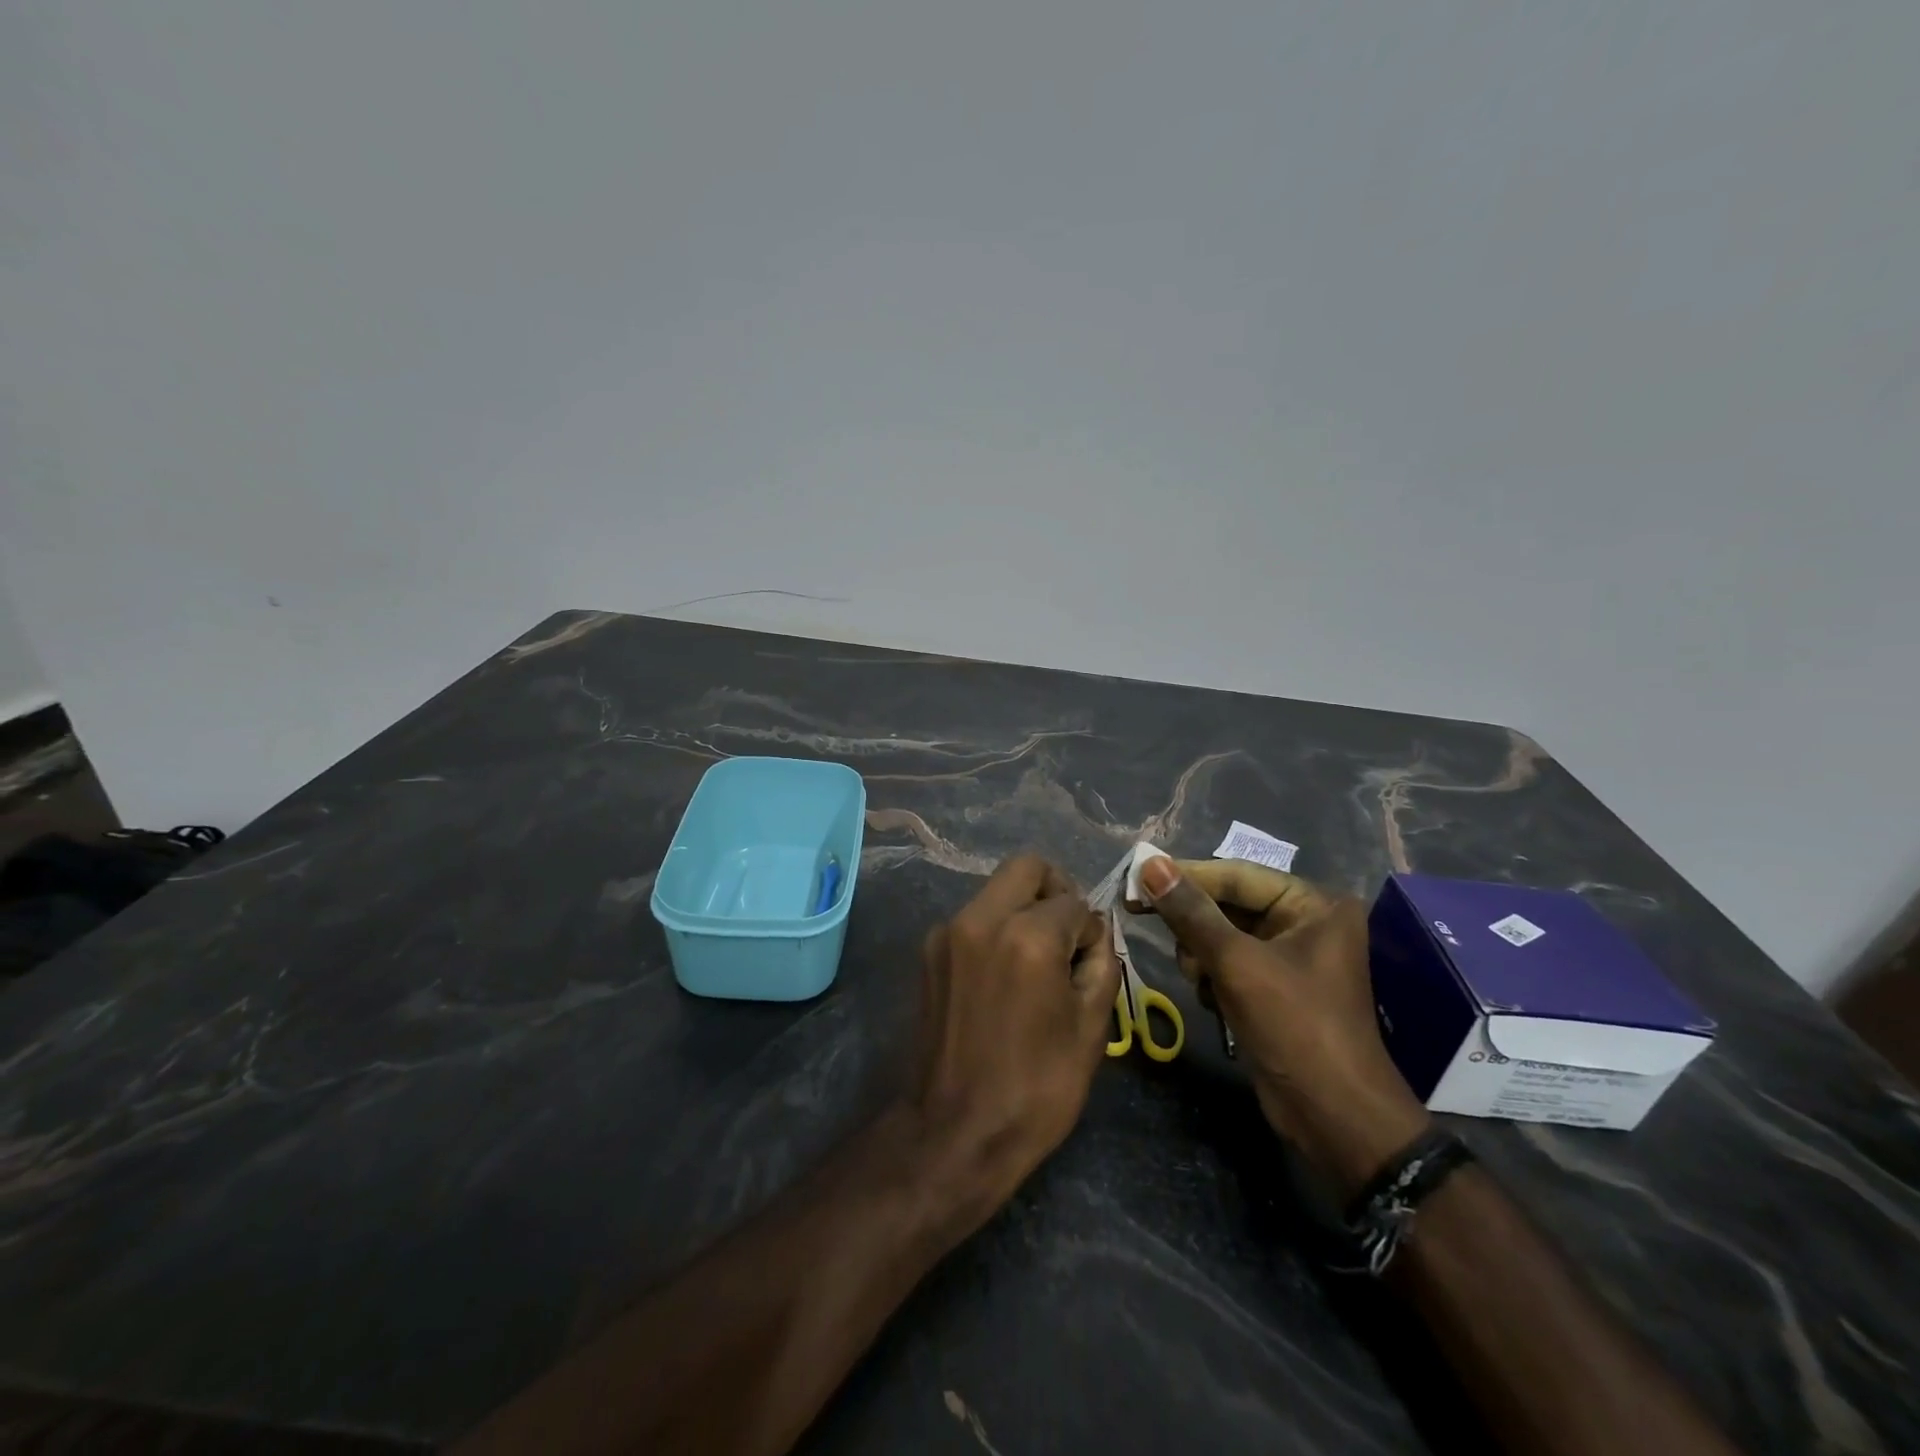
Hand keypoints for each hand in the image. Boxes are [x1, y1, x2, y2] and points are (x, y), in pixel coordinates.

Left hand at [910, 854, 1121, 1209]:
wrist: (955, 1131)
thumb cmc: (1036, 1088)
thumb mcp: (1090, 1029)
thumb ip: (1101, 964)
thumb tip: (1095, 934)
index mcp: (1027, 936)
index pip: (1073, 901)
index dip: (1090, 930)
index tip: (1090, 961)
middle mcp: (981, 919)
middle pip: (1026, 868)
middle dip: (1055, 890)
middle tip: (1067, 933)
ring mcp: (948, 932)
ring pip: (996, 890)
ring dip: (1022, 909)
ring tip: (1035, 961)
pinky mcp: (929, 952)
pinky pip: (973, 919)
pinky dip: (995, 929)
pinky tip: (1003, 976)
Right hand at [1135, 857, 1429, 1197]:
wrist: (1335, 1118)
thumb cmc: (1295, 1027)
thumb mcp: (1236, 963)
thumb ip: (1191, 912)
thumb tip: (1150, 863)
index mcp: (1314, 905)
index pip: (1236, 875)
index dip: (1185, 876)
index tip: (1135, 877)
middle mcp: (1306, 923)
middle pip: (1228, 904)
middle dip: (1195, 925)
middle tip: (1148, 924)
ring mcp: (1292, 958)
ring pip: (1222, 936)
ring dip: (1202, 956)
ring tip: (1201, 980)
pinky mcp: (1276, 989)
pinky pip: (1230, 964)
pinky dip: (1214, 978)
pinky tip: (1215, 1002)